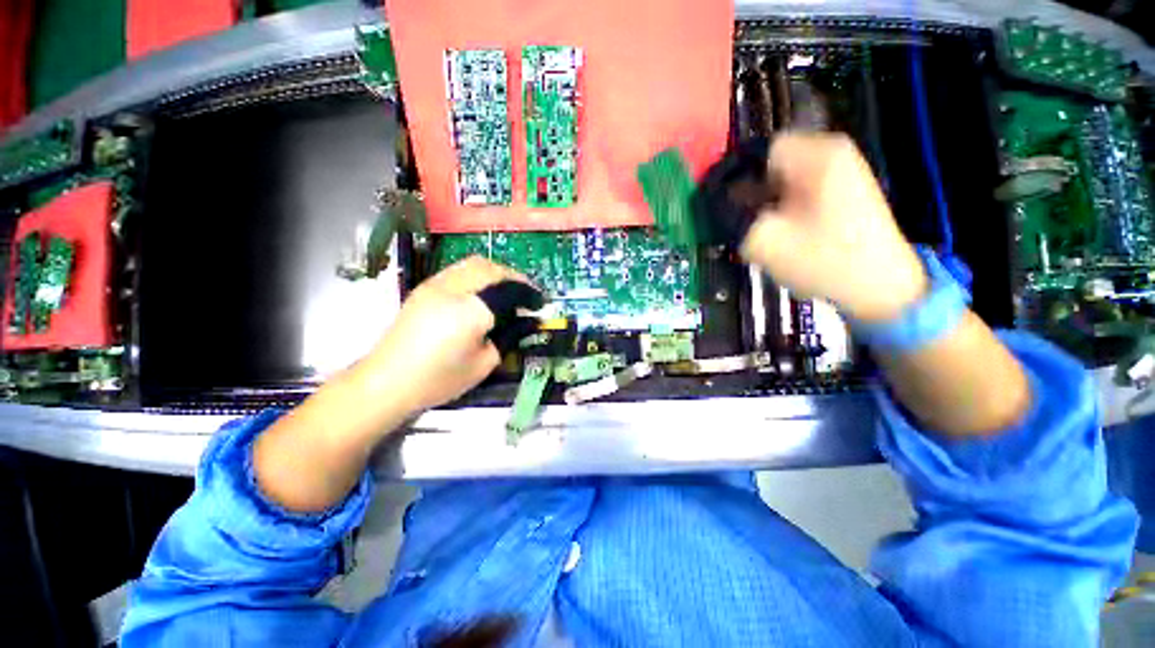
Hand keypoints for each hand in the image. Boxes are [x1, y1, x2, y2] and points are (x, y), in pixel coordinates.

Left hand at [356, 256, 540, 414]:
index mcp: (471, 311)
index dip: (529, 294)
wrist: (387, 381)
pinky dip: (480, 274)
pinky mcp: (426, 286)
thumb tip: (529, 321)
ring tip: (508, 290)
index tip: (540, 304)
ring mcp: (436, 284)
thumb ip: (510, 337)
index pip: (509, 290)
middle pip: (493, 269)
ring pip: (476, 263)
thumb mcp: (484, 363)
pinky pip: (461, 269)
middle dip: (516, 278)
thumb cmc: (439, 379)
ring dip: (498, 272)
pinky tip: (483, 291)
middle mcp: (454, 288)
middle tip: (527, 295)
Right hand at [739, 133, 927, 322]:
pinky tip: (779, 232)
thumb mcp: (764, 240)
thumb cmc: (824, 260)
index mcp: (815, 155)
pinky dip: (780, 208)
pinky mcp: (840, 190)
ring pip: (780, 179)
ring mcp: (839, 171)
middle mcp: (829, 152)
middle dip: (749, 193)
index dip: (734, 177)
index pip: (757, 151)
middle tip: (741, 224)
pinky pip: (796, 190)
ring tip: (760, 232)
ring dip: (763, 204)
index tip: (722, 207)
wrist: (880, 287)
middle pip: (769, 164)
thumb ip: (731, 218)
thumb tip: (714, 204)